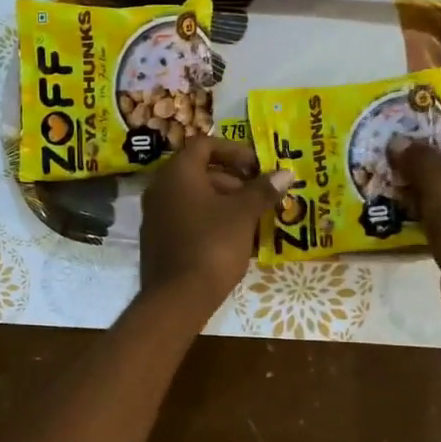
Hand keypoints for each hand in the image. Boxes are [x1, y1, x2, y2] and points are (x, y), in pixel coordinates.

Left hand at [139, 137, 289, 316]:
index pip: (205, 144)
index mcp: (177, 173)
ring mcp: (155, 216)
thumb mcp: (243, 215)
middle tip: (258, 196)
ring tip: (252, 220)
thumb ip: (262, 190)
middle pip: (199, 172)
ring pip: (193, 198)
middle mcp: (159, 189)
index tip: (257, 167)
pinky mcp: (157, 241)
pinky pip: (186, 220)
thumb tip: (285, 173)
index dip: (234, 151)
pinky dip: (209, 221)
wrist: (177, 297)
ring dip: (223, 202)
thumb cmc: (212, 245)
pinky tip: (232, 240)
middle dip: (232, 180)